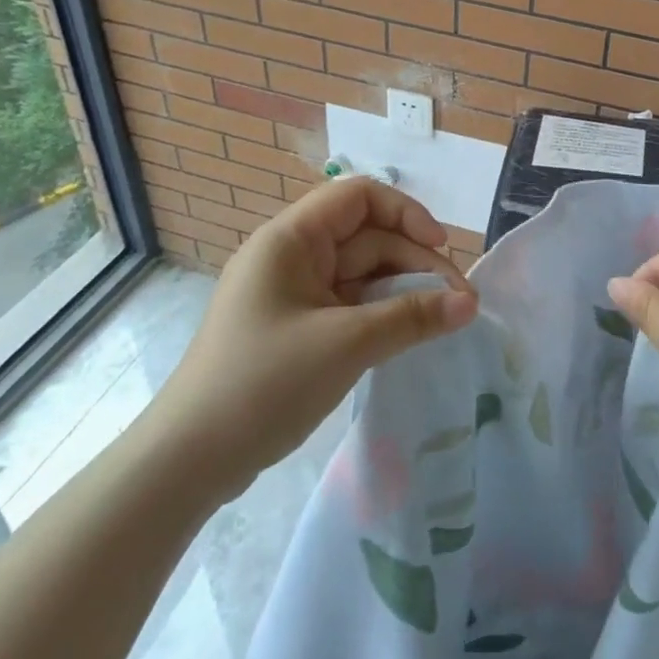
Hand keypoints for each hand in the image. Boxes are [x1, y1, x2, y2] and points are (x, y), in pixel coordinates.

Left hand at [143, 178, 477, 504]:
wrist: (188, 461)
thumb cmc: (263, 383)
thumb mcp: (346, 345)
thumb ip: (413, 317)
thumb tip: (470, 304)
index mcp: (290, 238)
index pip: (359, 197)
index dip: (406, 213)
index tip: (440, 250)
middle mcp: (292, 256)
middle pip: (368, 238)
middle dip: (415, 263)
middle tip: (459, 303)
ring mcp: (293, 294)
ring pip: (362, 275)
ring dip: (404, 292)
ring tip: (444, 321)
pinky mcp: (297, 328)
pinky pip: (350, 305)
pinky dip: (382, 315)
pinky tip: (410, 335)